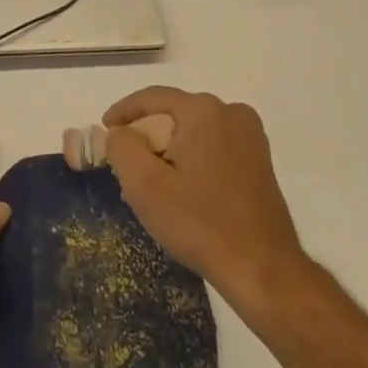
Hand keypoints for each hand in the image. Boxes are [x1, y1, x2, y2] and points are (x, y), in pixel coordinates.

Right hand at [102, 87, 309, 317]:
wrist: (263, 269)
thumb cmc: (200, 223)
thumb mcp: (144, 185)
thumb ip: (122, 146)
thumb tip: (121, 132)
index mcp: (204, 111)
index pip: (152, 97)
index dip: (123, 111)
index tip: (104, 130)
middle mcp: (231, 113)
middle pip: (174, 113)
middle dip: (147, 135)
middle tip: (126, 165)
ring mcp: (250, 137)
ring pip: (194, 131)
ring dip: (169, 149)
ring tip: (150, 182)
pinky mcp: (259, 160)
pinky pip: (213, 146)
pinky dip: (191, 158)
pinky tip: (180, 189)